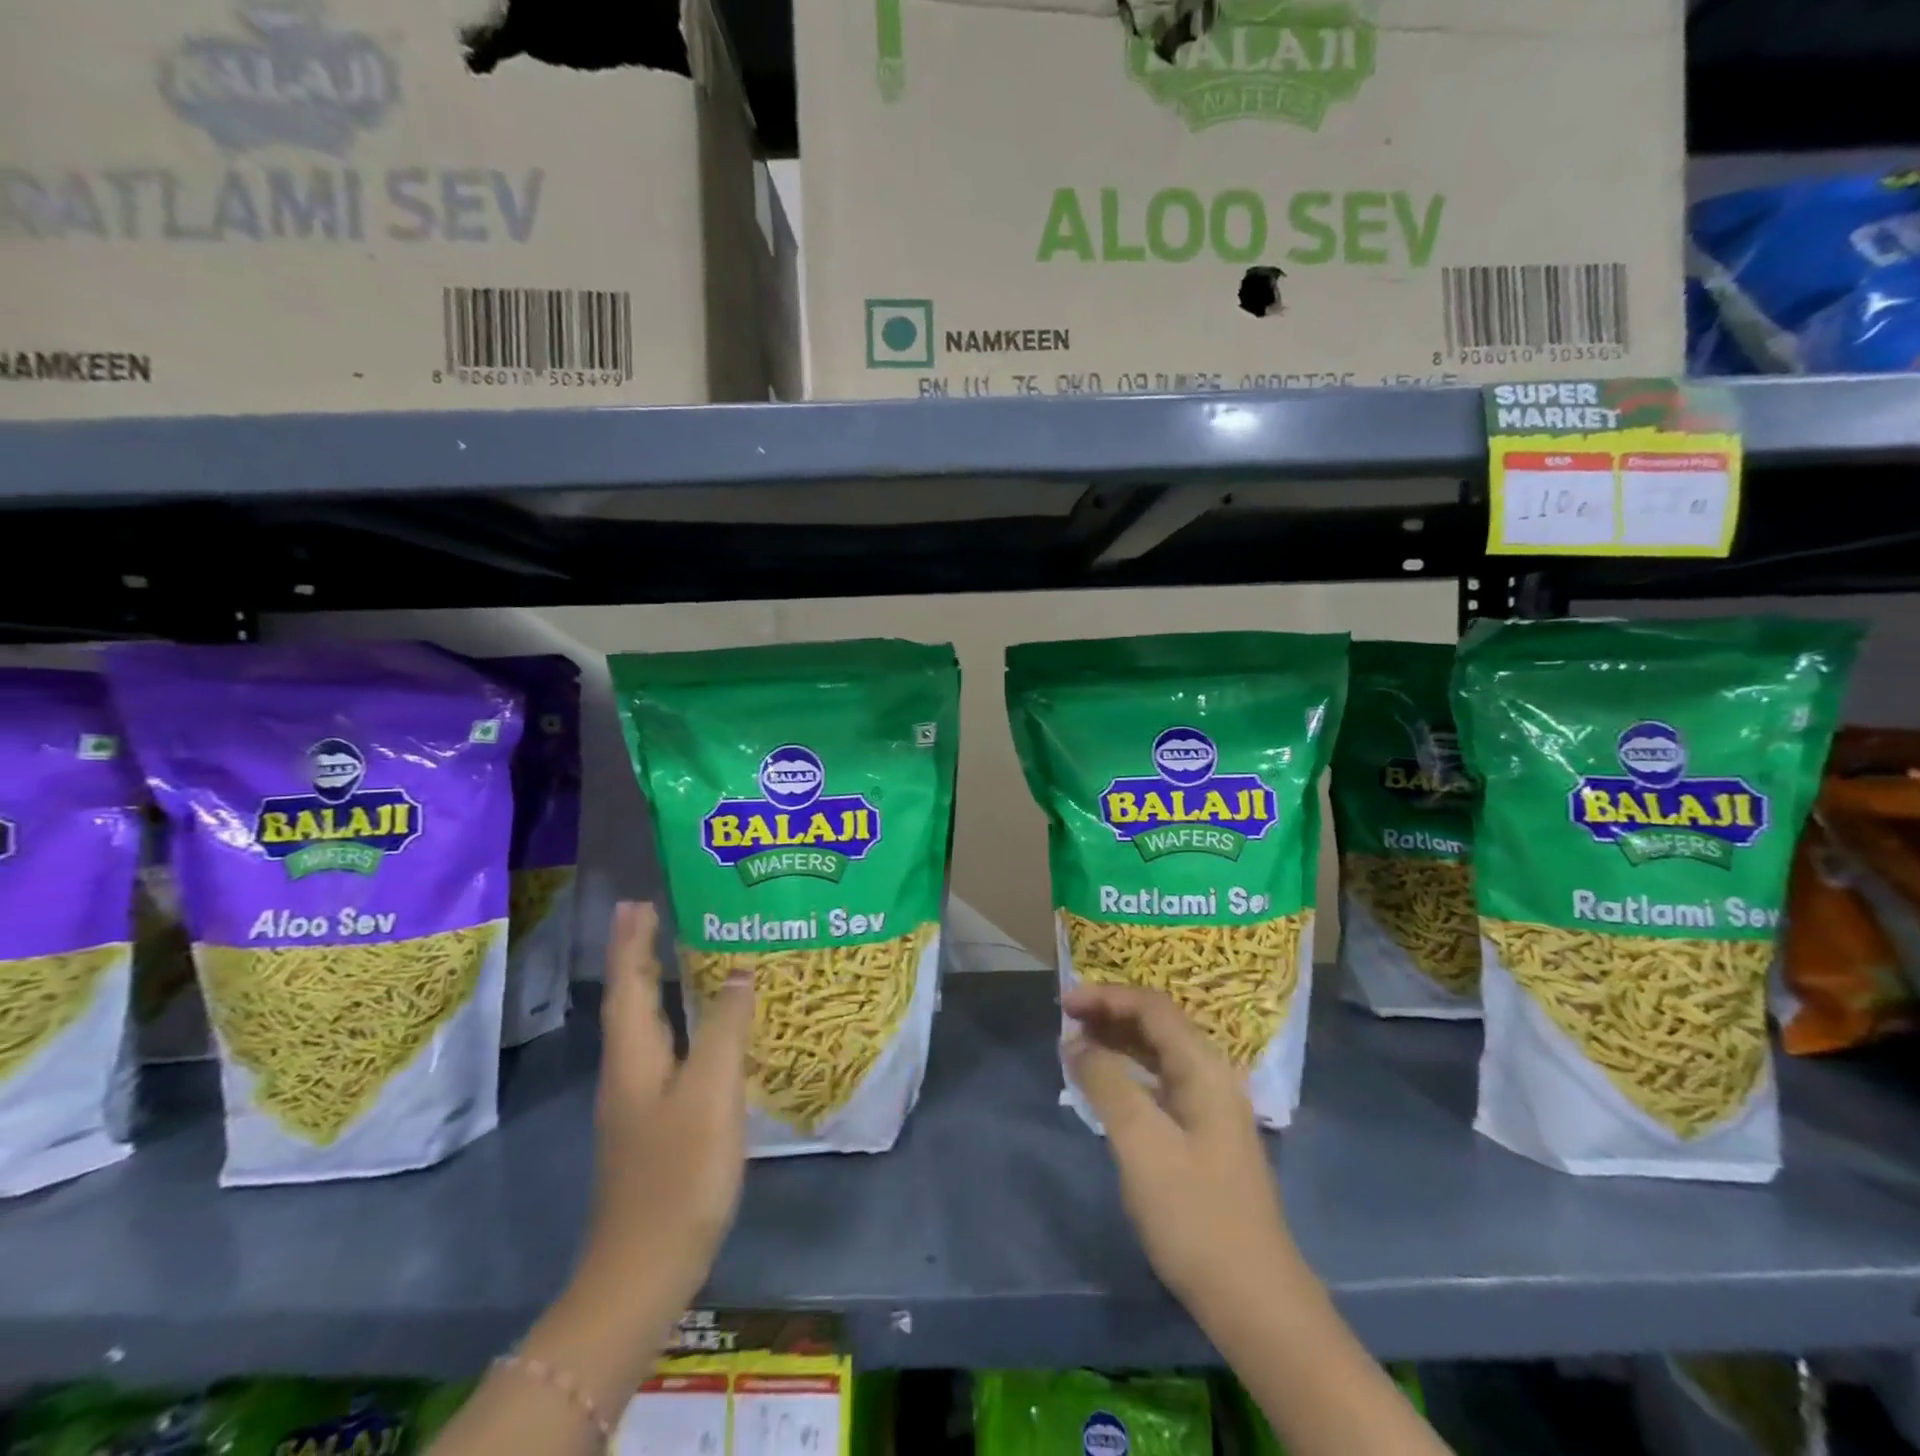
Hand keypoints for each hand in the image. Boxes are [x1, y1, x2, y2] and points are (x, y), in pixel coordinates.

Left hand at [583, 901, 755, 1312]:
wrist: (644, 1268)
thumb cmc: (679, 1173)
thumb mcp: (711, 1093)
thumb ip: (725, 1029)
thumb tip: (737, 972)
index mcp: (634, 1055)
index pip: (628, 982)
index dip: (631, 940)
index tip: (637, 900)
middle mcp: (628, 1070)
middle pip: (630, 998)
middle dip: (638, 954)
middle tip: (655, 913)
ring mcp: (637, 1099)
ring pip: (644, 1024)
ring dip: (653, 984)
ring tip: (677, 954)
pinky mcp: (653, 1122)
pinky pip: (662, 1049)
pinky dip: (673, 1019)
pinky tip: (698, 1027)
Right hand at [1064, 983, 1300, 1314]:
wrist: (1254, 1300)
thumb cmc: (1194, 1214)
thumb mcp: (1141, 1143)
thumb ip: (1106, 1083)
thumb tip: (1076, 1042)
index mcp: (1203, 1068)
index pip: (1152, 1007)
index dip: (1106, 996)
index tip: (1064, 1004)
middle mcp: (1211, 1077)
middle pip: (1157, 1025)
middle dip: (1110, 1014)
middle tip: (1065, 1020)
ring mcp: (1210, 1109)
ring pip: (1159, 1054)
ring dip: (1118, 1041)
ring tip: (1077, 1045)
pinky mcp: (1203, 1137)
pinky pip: (1160, 1083)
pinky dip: (1128, 1073)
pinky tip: (1106, 1088)